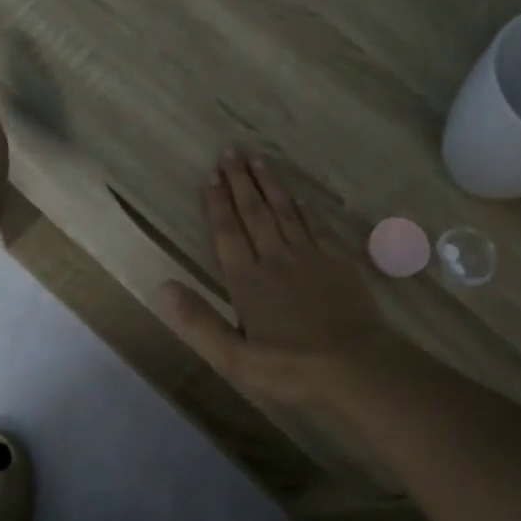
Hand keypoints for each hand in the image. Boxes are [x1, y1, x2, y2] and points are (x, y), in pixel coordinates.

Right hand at [159, 151, 401, 408]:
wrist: (358, 366)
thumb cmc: (292, 368)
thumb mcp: (235, 359)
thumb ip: (198, 323)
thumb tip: (162, 287)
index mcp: (248, 282)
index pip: (227, 234)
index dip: (217, 205)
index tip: (209, 177)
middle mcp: (276, 259)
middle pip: (254, 214)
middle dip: (240, 182)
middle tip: (230, 151)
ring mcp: (311, 257)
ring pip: (285, 212)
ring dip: (269, 185)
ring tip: (257, 159)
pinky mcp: (339, 262)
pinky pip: (317, 226)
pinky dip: (305, 209)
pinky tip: (299, 197)